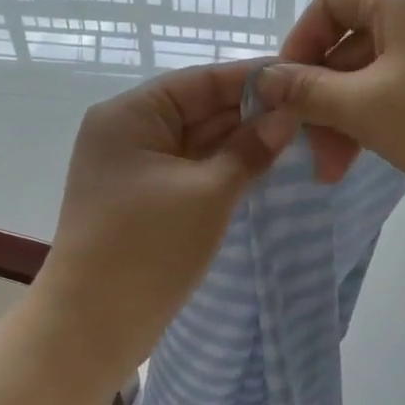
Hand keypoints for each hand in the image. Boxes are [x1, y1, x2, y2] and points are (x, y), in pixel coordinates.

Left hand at [32, 62, 296, 384]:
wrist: (93, 324)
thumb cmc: (148, 249)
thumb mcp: (208, 193)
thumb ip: (249, 150)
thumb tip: (287, 116)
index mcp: (130, 115)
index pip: (200, 81)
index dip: (252, 80)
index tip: (303, 80)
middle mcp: (126, 133)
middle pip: (197, 110)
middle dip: (250, 115)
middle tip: (311, 116)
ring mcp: (131, 170)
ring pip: (194, 144)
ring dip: (239, 145)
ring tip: (298, 141)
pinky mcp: (140, 202)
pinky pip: (187, 173)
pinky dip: (220, 172)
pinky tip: (261, 170)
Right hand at [258, 0, 404, 205]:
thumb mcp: (365, 109)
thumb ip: (307, 92)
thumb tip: (263, 79)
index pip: (330, 1)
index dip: (298, 46)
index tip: (283, 94)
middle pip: (354, 38)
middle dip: (324, 95)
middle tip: (310, 148)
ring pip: (382, 66)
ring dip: (352, 112)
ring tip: (337, 166)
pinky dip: (386, 110)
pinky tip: (377, 149)